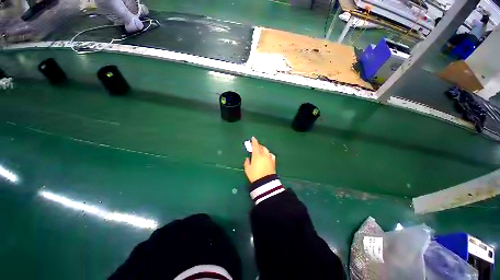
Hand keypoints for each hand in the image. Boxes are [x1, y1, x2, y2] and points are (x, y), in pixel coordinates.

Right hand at [244, 137, 275, 182]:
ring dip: (263, 148)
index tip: (253, 138)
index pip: (255, 146)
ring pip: (266, 150)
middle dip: (258, 145)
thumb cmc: (254, 175)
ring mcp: (269, 158)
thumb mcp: (247, 169)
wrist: (265, 182)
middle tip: (255, 145)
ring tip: (261, 150)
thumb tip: (248, 159)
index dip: (254, 141)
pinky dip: (268, 153)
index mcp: (257, 155)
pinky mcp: (273, 162)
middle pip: (261, 147)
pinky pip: (271, 155)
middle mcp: (264, 155)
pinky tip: (267, 155)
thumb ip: (247, 162)